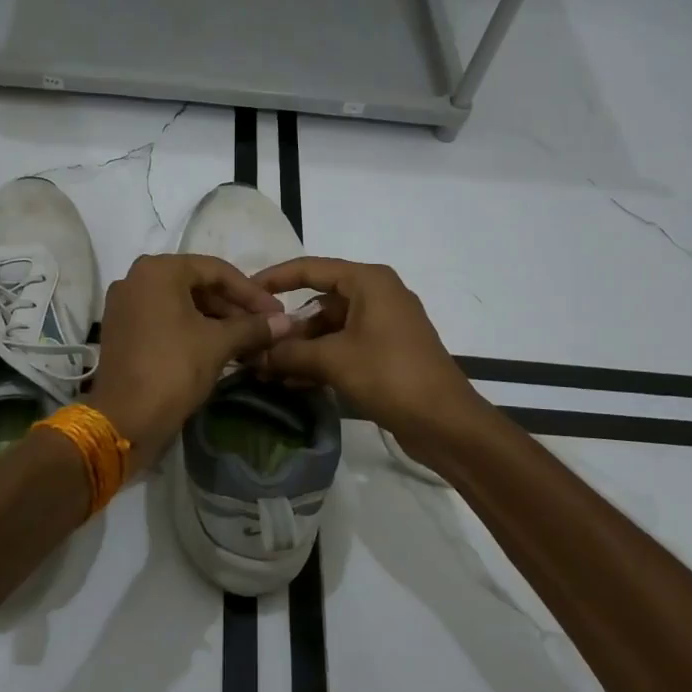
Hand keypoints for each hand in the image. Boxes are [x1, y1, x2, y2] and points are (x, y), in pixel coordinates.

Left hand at [89, 254, 292, 463]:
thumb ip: (253, 327)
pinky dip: (191, 328)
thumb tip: (287, 322)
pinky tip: (218, 347)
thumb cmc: (173, 369)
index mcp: (158, 270)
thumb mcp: (218, 344)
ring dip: (215, 319)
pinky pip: (164, 318)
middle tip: (264, 327)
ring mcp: (124, 304)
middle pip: (196, 284)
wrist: (124, 419)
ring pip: (181, 303)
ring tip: (246, 340)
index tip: (276, 313)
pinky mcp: (121, 329)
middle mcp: (136, 278)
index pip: (216, 270)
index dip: (251, 292)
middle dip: (233, 306)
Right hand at [253, 257, 486, 460]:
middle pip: (320, 300)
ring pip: (330, 328)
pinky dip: (320, 359)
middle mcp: (377, 295)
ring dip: (301, 347)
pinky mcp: (386, 352)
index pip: (311, 268)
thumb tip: (254, 355)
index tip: (245, 291)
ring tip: (267, 369)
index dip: (275, 278)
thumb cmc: (390, 375)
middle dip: (287, 324)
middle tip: (255, 343)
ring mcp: (384, 325)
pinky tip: (292, 381)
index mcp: (369, 281)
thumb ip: (289, 352)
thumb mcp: (333, 360)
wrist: (446, 422)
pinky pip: (344, 347)